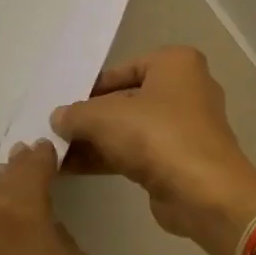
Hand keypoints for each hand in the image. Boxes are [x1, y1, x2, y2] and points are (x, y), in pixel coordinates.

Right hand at [51, 46, 255, 254]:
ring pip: (132, 128)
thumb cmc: (157, 136)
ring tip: (53, 152)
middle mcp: (187, 89)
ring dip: (95, 140)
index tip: (61, 105)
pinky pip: (138, 151)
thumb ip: (76, 114)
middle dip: (91, 117)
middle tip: (52, 131)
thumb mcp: (104, 117)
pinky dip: (109, 157)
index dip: (90, 88)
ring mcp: (186, 126)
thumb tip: (60, 118)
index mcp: (177, 64)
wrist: (203, 191)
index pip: (123, 69)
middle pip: (127, 99)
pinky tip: (72, 168)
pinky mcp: (181, 158)